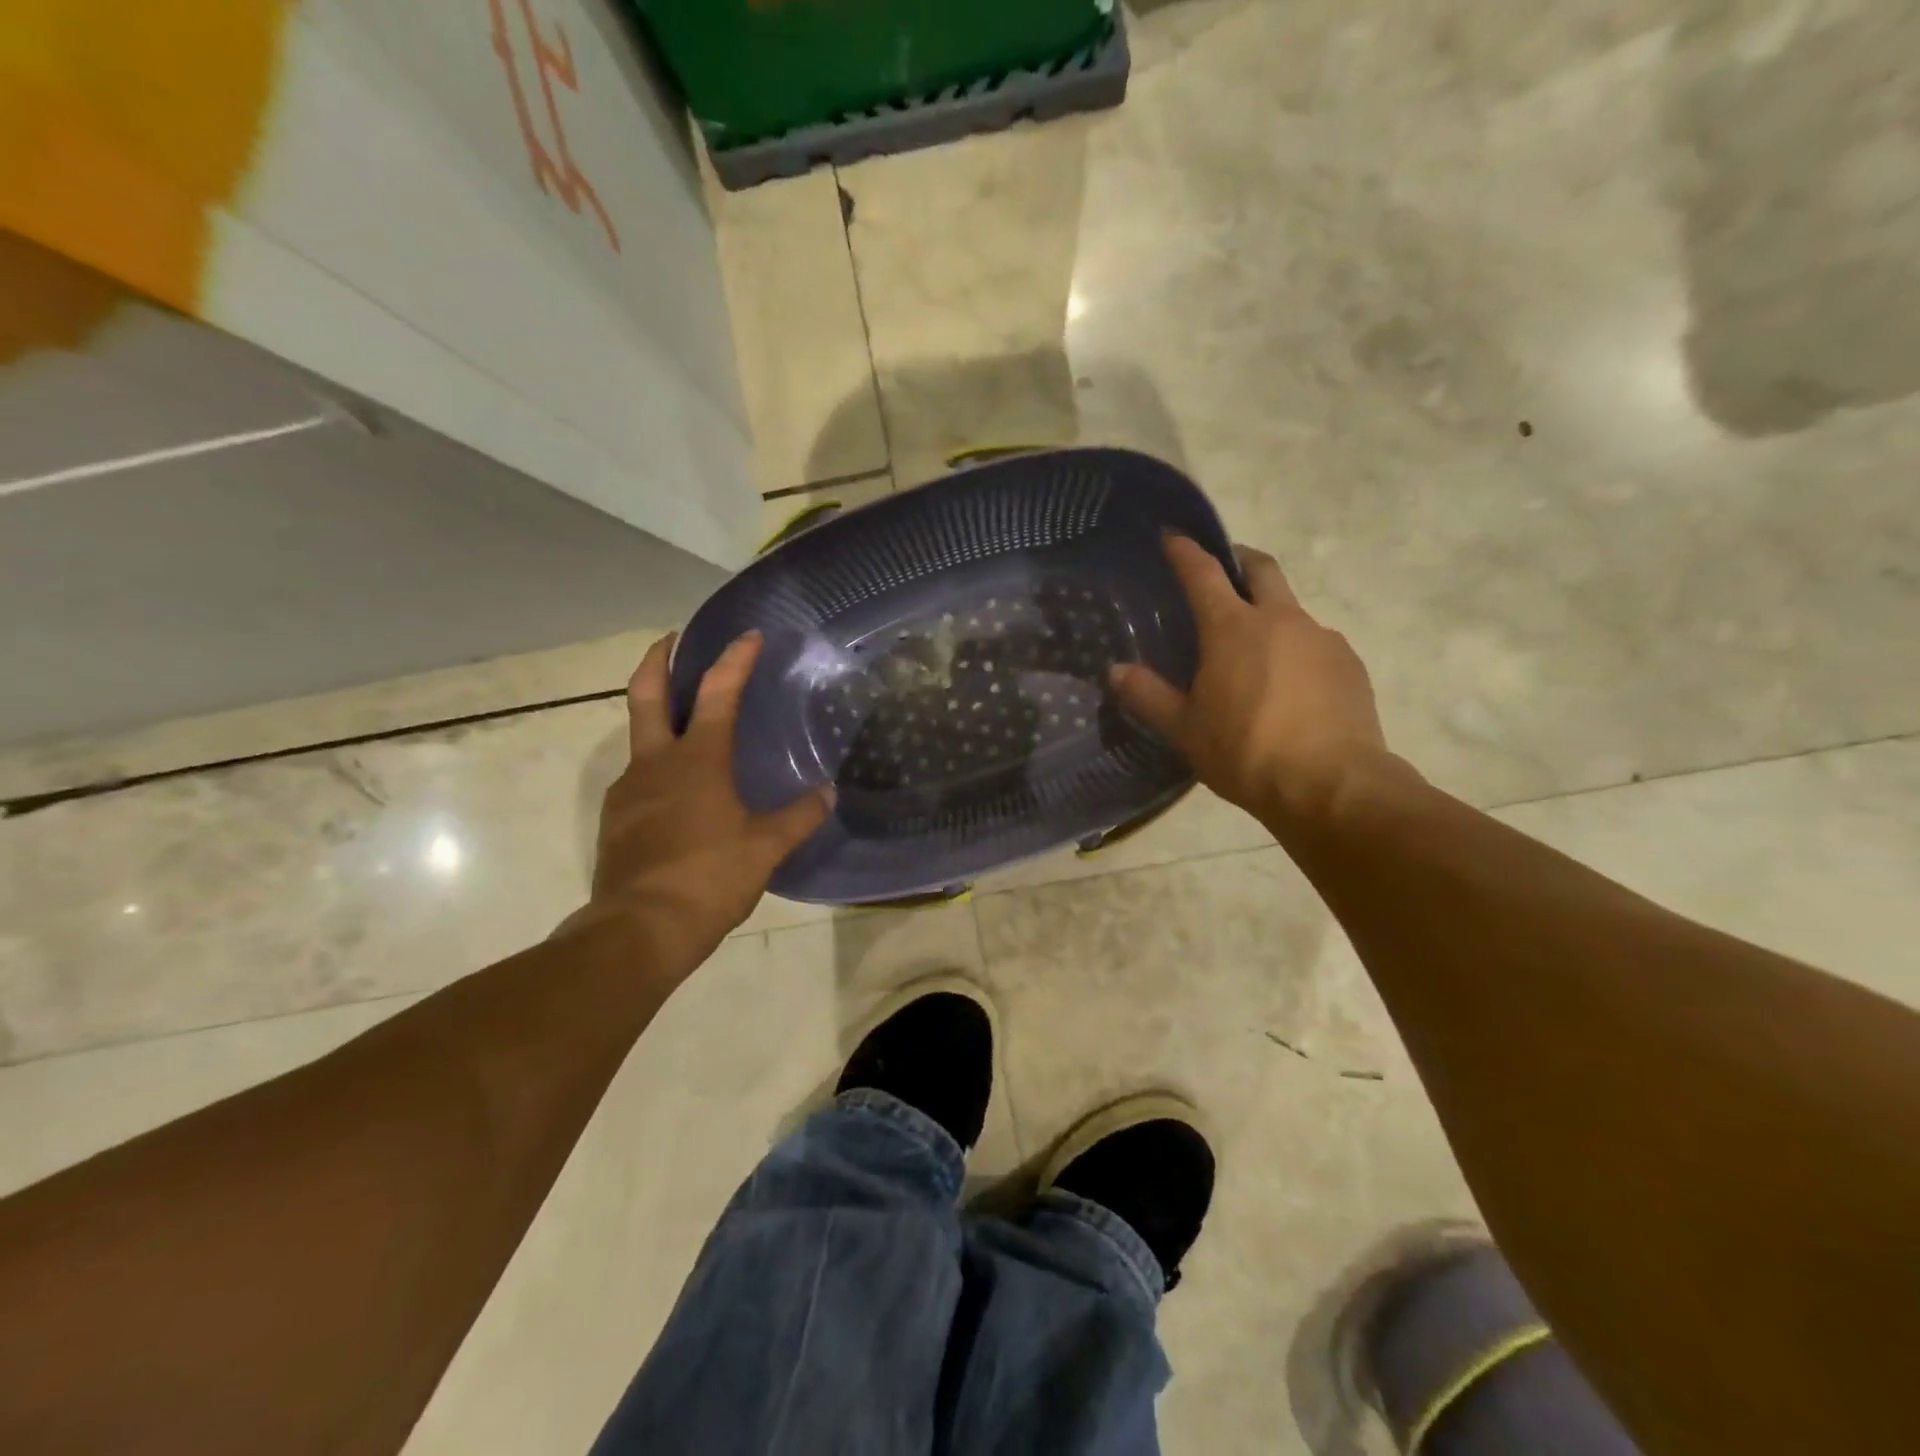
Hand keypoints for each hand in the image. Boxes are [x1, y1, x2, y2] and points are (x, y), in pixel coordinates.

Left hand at [574, 631, 832, 972]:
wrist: (639, 929)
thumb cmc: (709, 878)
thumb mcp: (766, 848)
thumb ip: (799, 816)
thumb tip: (829, 792)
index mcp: (698, 760)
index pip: (719, 693)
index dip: (735, 659)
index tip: (748, 635)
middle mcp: (657, 763)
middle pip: (648, 695)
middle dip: (659, 660)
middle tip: (670, 639)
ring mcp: (630, 790)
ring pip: (641, 738)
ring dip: (659, 718)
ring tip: (688, 727)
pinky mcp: (618, 819)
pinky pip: (640, 779)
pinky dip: (658, 766)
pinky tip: (679, 791)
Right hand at [1109, 536, 1401, 828]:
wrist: (1331, 786)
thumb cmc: (1245, 752)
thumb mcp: (1184, 730)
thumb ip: (1148, 696)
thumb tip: (1115, 671)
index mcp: (1232, 628)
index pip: (1203, 572)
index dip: (1184, 550)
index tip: (1172, 535)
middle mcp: (1280, 619)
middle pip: (1261, 568)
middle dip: (1239, 560)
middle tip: (1223, 572)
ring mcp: (1322, 638)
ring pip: (1291, 610)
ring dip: (1270, 615)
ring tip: (1255, 655)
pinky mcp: (1350, 664)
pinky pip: (1317, 644)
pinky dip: (1297, 651)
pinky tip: (1290, 688)